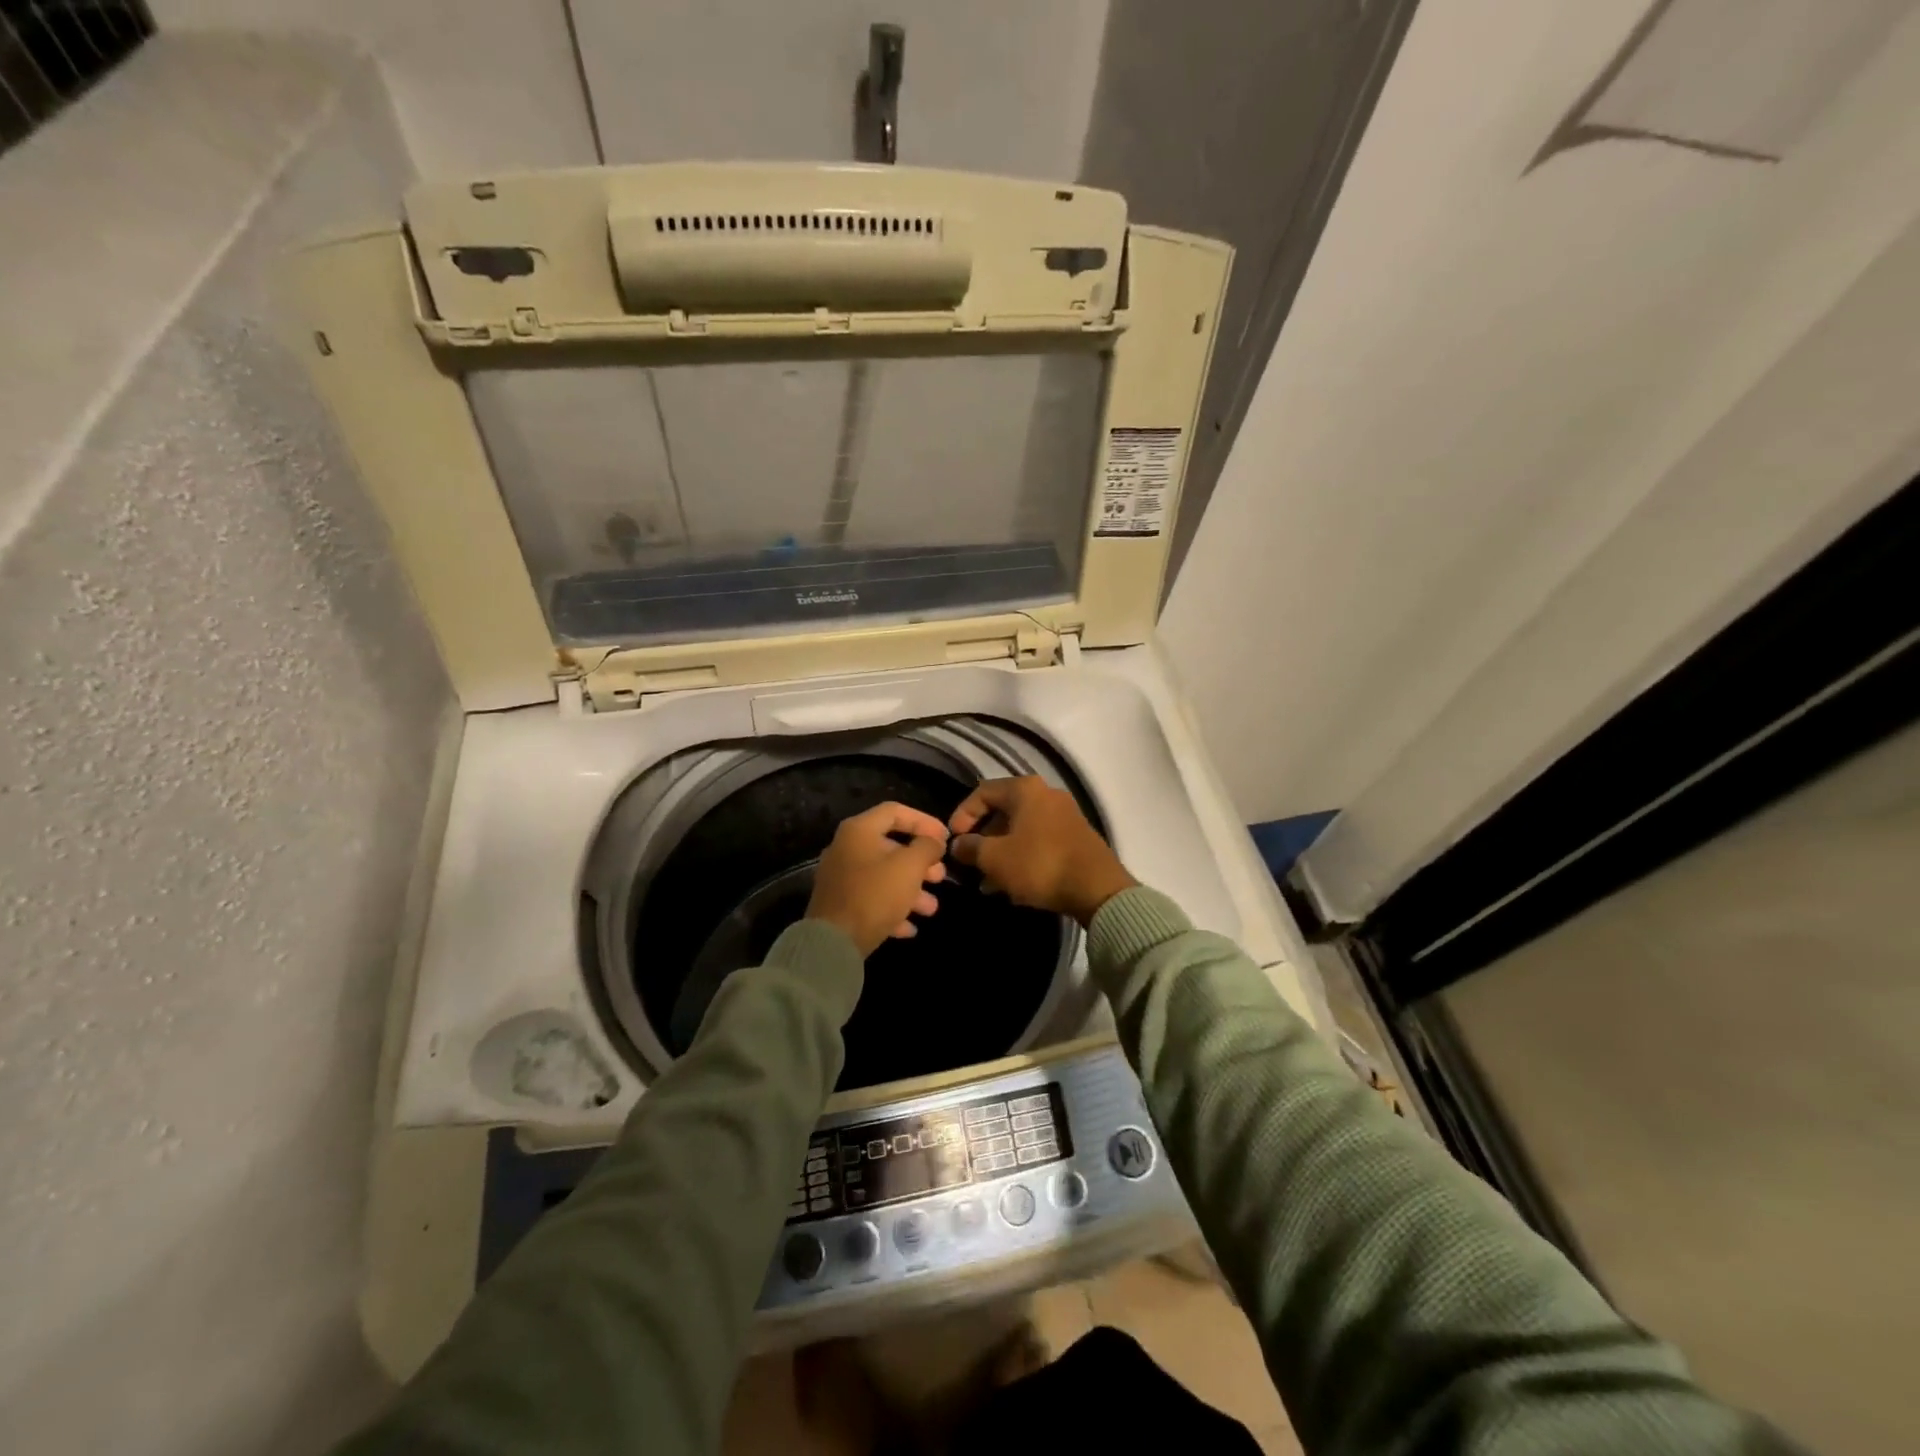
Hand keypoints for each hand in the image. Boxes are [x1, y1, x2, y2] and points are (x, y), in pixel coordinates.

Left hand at [806, 802, 949, 956]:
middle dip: (921, 863)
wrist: (833, 942)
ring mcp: (841, 878)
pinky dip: (893, 909)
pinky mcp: (840, 905)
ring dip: (911, 890)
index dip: (924, 821)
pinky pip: (872, 900)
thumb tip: (934, 842)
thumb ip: (927, 847)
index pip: (896, 811)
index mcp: (859, 831)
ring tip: (931, 908)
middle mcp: (846, 848)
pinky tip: (910, 927)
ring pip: (884, 877)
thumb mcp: (910, 866)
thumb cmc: (875, 894)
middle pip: (891, 847)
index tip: (946, 838)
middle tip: (940, 876)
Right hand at [948, 777, 1136, 926]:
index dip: (962, 815)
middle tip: (970, 862)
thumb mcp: (995, 859)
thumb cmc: (1040, 865)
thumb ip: (971, 848)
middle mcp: (1046, 794)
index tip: (953, 841)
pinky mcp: (1075, 837)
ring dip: (1000, 852)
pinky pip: (1038, 842)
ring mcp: (1064, 815)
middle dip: (982, 838)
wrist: (1098, 888)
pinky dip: (1021, 857)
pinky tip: (1011, 885)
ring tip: (987, 881)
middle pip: (1002, 811)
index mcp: (1025, 790)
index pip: (982, 792)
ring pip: (1020, 830)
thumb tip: (958, 844)